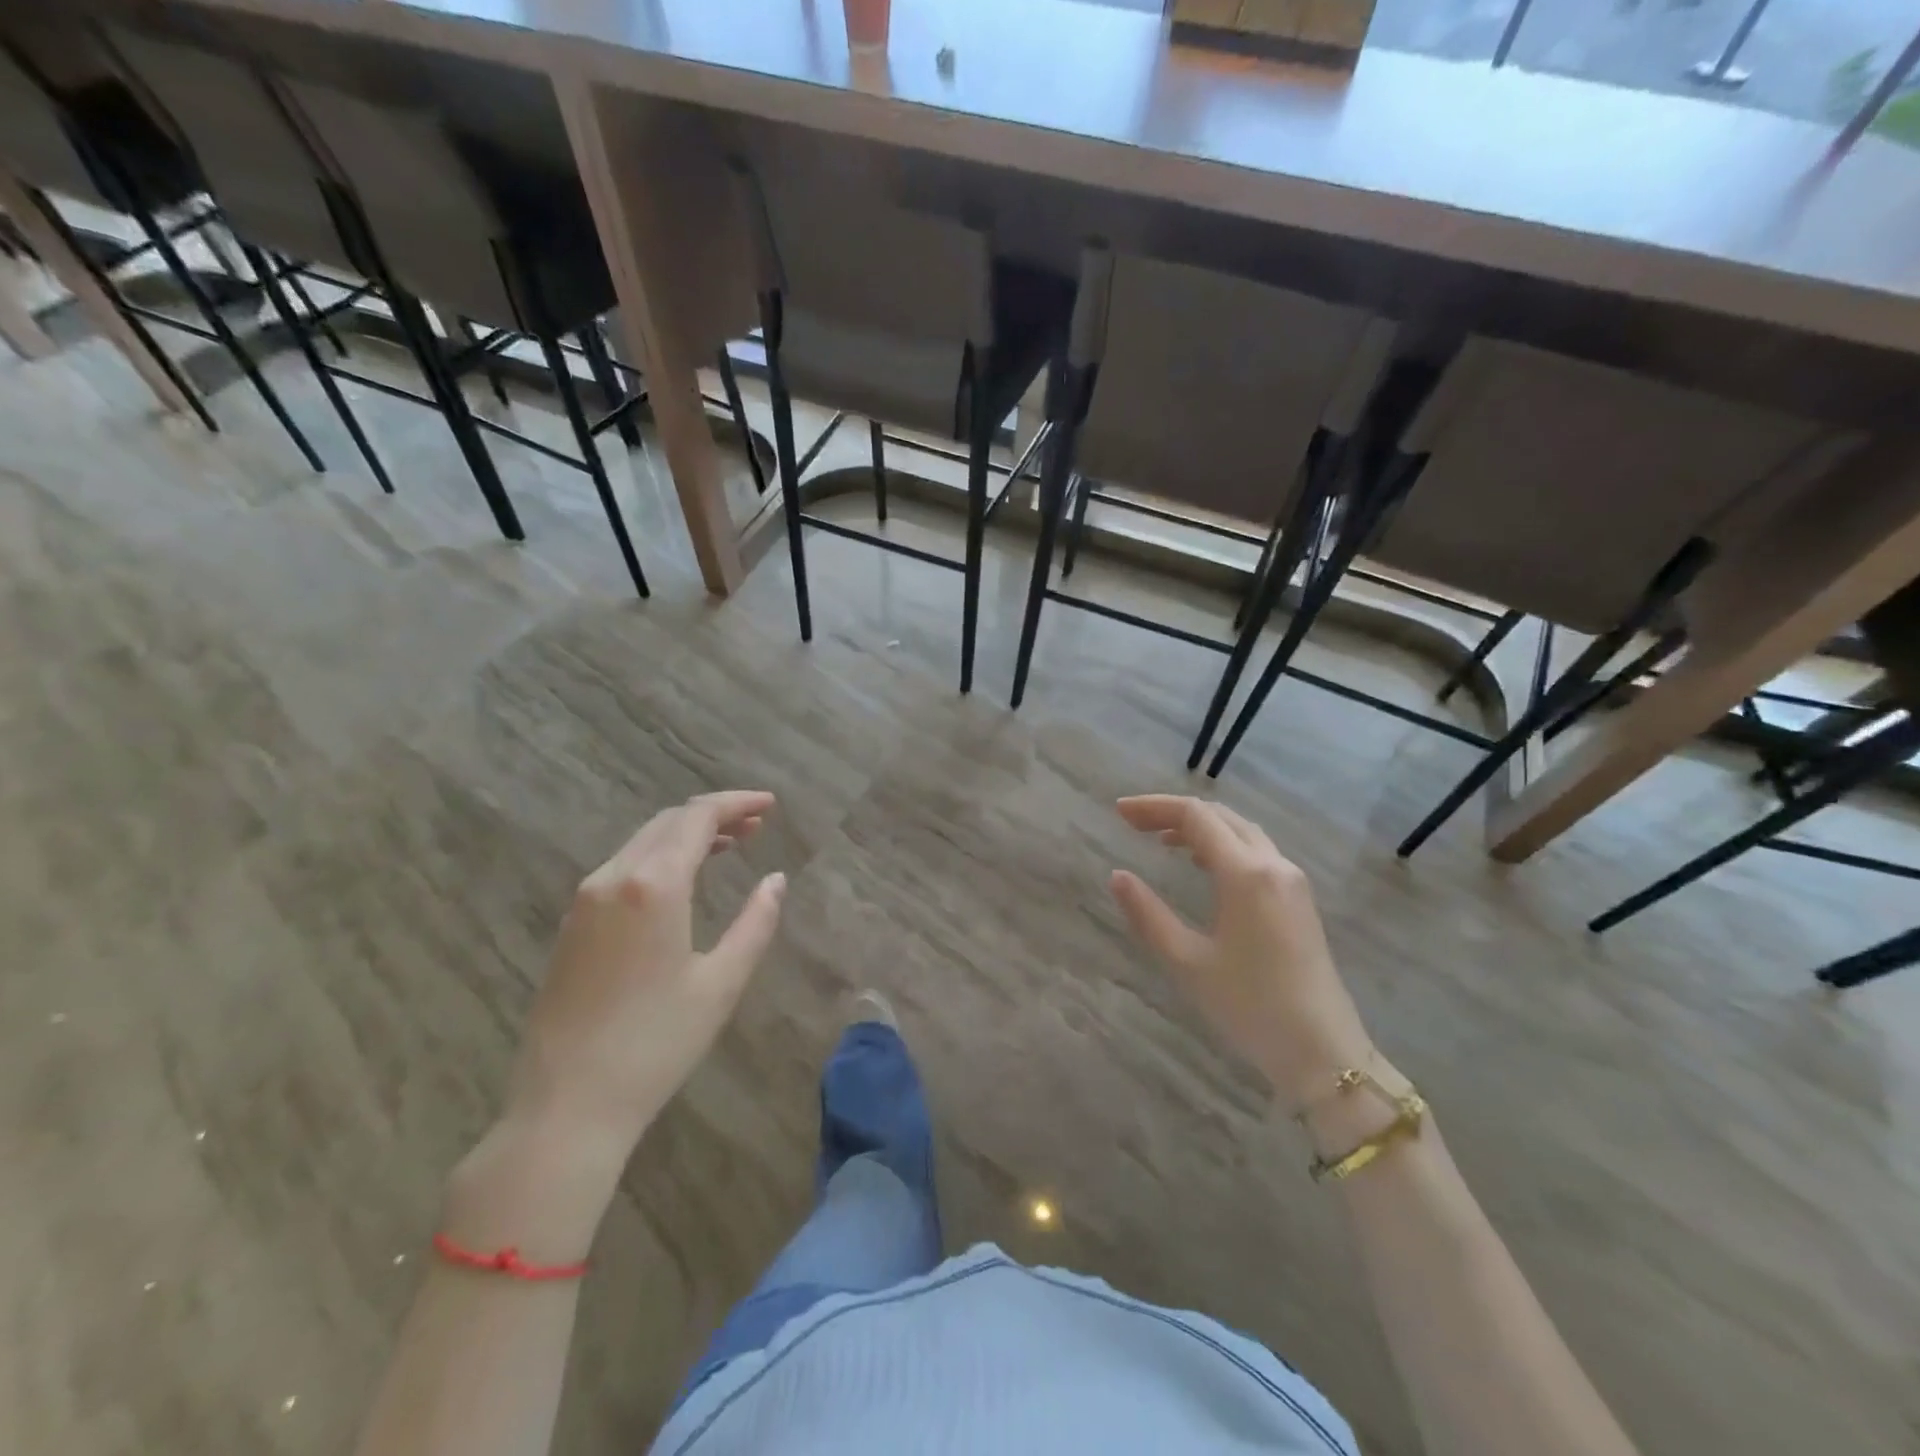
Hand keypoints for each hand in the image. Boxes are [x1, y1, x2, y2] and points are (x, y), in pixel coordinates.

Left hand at [503, 790, 786, 1164]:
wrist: (566, 1106)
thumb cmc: (656, 1043)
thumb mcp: (721, 983)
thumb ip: (756, 922)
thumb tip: (776, 880)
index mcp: (652, 886)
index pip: (697, 818)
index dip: (736, 803)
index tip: (770, 804)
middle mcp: (612, 878)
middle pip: (668, 821)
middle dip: (715, 814)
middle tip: (757, 824)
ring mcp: (585, 901)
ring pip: (643, 842)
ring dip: (687, 835)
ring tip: (731, 844)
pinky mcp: (572, 925)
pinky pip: (623, 867)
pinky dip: (661, 857)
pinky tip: (684, 879)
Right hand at [1110, 795, 1373, 1111]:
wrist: (1324, 1052)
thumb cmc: (1250, 1007)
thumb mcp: (1187, 962)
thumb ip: (1148, 914)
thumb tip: (1118, 876)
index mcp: (1245, 874)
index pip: (1195, 817)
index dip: (1154, 807)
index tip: (1119, 812)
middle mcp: (1273, 865)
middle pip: (1220, 816)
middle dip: (1174, 812)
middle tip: (1134, 823)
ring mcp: (1292, 880)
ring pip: (1241, 831)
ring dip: (1200, 827)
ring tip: (1160, 840)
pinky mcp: (1299, 899)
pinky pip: (1255, 851)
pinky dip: (1222, 844)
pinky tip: (1201, 865)